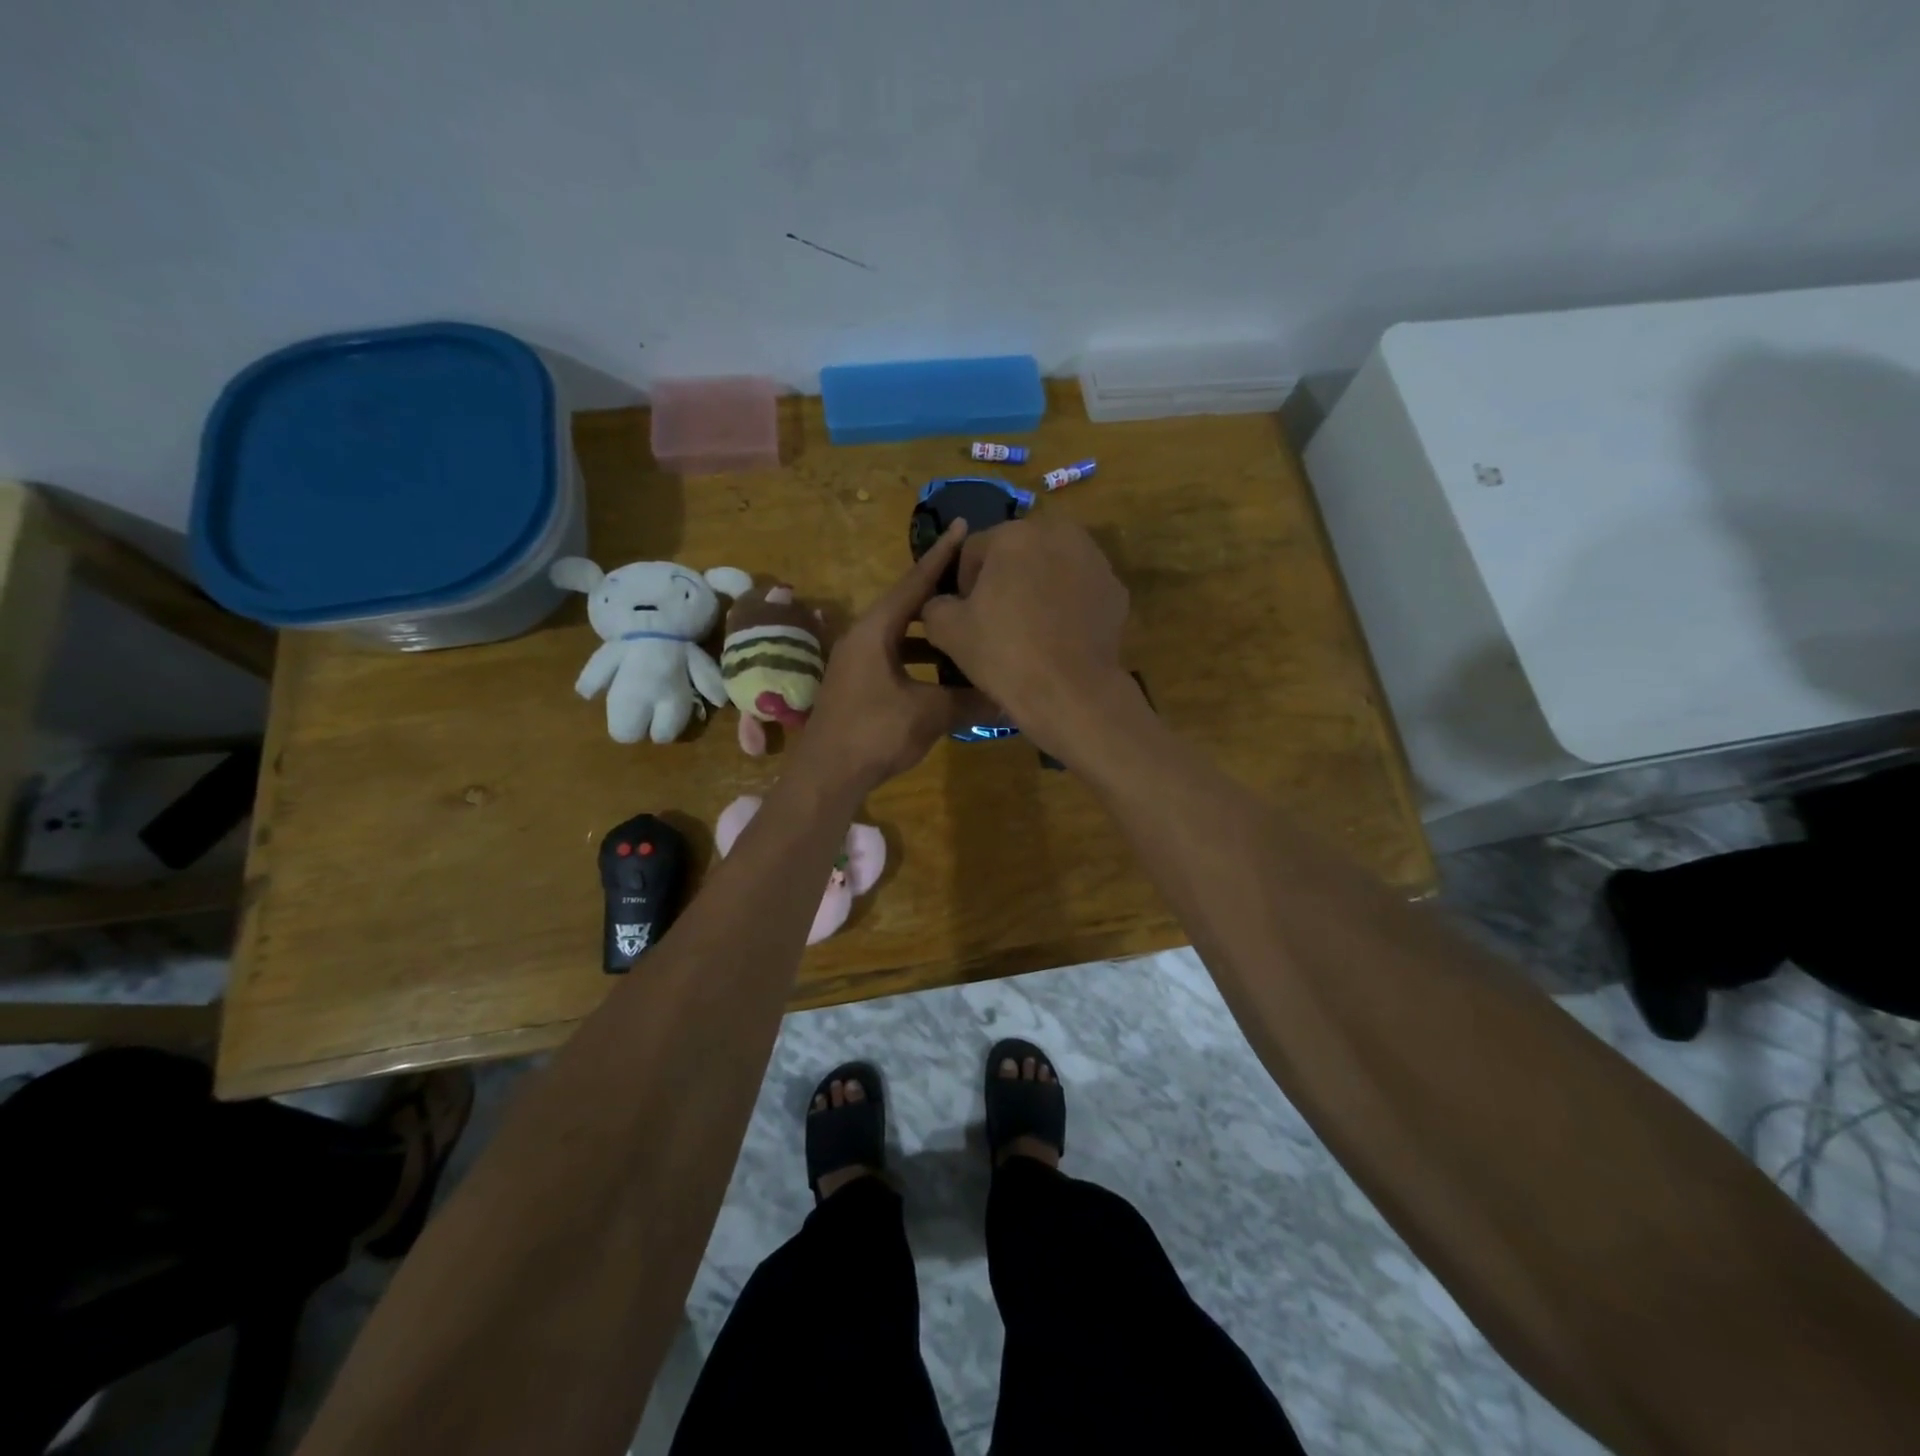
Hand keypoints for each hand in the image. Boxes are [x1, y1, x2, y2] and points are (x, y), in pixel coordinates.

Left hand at [792, 521, 989, 794]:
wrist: (826, 775)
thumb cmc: (875, 733)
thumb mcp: (930, 713)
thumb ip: (969, 699)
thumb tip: (1008, 696)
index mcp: (876, 630)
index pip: (915, 582)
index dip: (942, 555)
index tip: (964, 527)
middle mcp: (862, 636)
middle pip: (906, 604)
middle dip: (939, 593)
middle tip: (974, 581)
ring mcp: (856, 660)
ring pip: (900, 634)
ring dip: (931, 632)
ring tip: (965, 626)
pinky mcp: (857, 683)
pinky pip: (894, 656)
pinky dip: (919, 657)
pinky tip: (942, 672)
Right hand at [920, 517, 1132, 746]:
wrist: (1070, 692)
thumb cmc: (1003, 655)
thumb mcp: (946, 631)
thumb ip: (935, 604)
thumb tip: (942, 603)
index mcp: (1012, 535)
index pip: (973, 551)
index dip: (963, 584)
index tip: (966, 616)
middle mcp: (1058, 533)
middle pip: (1017, 552)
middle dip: (1004, 579)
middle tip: (998, 621)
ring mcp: (1094, 560)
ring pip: (1051, 567)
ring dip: (1037, 587)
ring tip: (1030, 628)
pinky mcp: (1115, 589)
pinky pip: (1079, 589)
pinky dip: (1067, 604)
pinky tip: (1060, 636)